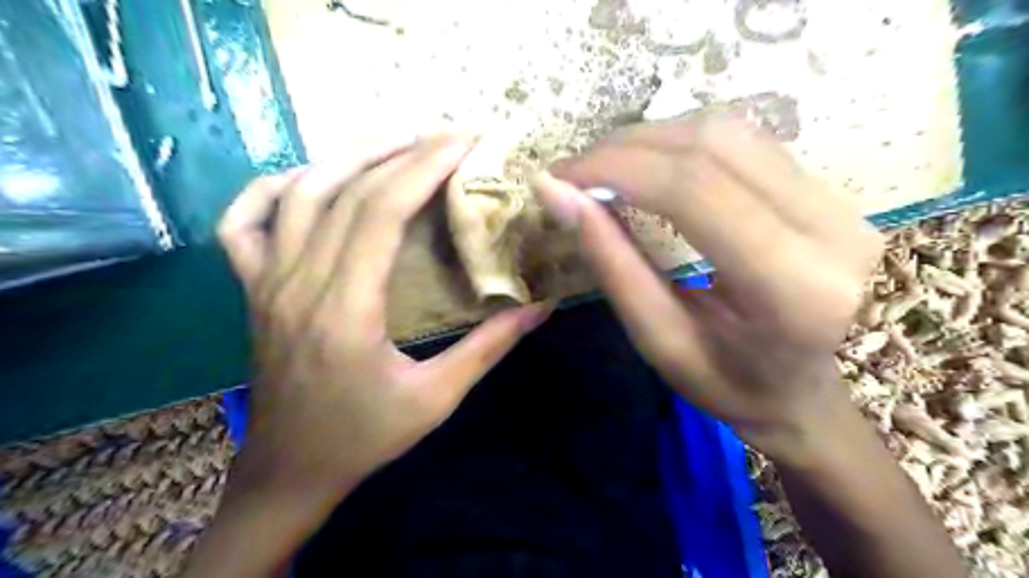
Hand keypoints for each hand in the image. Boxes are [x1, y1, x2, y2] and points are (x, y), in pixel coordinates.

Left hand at [216, 134, 553, 503]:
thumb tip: (540, 307)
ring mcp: (266, 282)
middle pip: (346, 191)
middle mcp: (298, 283)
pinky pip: (244, 222)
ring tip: (397, 142)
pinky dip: (273, 188)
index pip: (381, 211)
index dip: (423, 168)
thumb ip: (489, 348)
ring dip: (350, 156)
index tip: (463, 143)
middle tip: (445, 136)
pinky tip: (310, 178)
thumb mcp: (437, 398)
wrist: (291, 470)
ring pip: (299, 194)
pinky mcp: (252, 289)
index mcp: (345, 310)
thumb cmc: (365, 437)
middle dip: (401, 152)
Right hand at [535, 116, 879, 461]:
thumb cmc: (735, 386)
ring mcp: (837, 201)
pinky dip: (683, 144)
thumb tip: (558, 194)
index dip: (616, 168)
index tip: (560, 177)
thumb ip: (614, 265)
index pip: (693, 189)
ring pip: (731, 130)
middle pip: (713, 144)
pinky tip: (650, 167)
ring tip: (606, 168)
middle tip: (576, 172)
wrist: (816, 393)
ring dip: (654, 139)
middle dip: (628, 147)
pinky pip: (746, 142)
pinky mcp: (828, 190)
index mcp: (791, 287)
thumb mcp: (663, 341)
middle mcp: (829, 227)